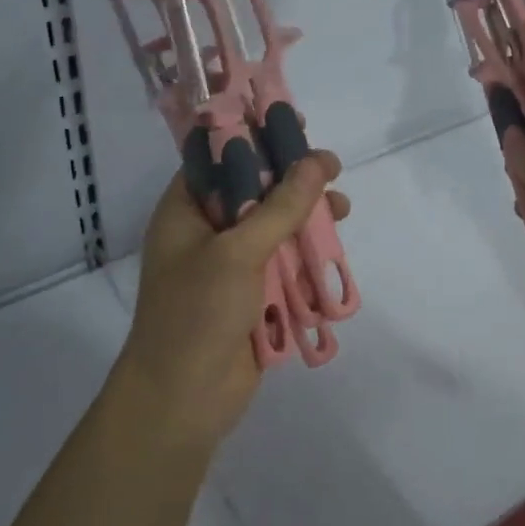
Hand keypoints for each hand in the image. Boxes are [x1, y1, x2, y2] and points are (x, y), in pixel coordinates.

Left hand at [118, 151, 349, 453]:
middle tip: (331, 168)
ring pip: (273, 227)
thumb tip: (318, 162)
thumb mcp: (238, 251)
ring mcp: (229, 265)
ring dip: (306, 218)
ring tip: (342, 209)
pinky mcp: (251, 295)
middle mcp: (206, 232)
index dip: (253, 136)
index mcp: (186, 211)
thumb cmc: (196, 314)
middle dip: (292, 179)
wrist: (182, 401)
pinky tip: (333, 249)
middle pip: (253, 190)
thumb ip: (280, 207)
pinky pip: (282, 263)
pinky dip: (306, 255)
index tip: (292, 124)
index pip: (218, 157)